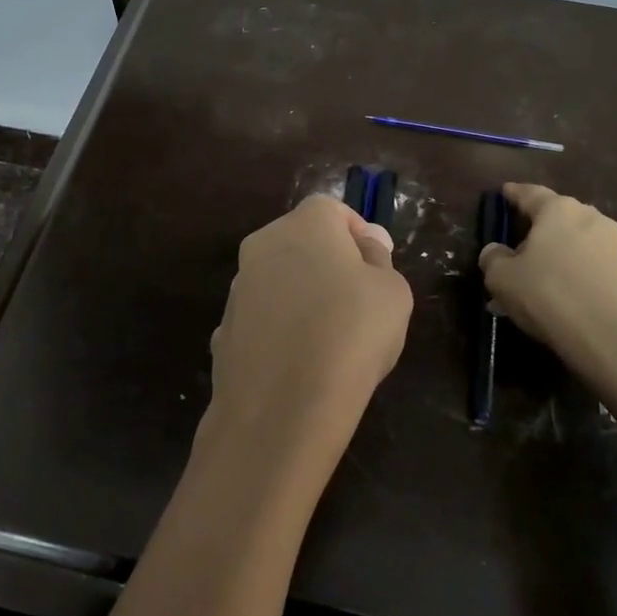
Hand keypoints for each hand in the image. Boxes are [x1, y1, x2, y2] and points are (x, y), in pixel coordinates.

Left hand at [202, 195, 411, 492]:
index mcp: (303, 224)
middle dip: (328, 264)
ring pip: (278, 281)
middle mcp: (261, 246)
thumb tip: (367, 243)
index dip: (358, 233)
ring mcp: (237, 289)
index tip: (376, 267)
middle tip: (358, 302)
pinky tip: (298, 365)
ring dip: (300, 297)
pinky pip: (261, 321)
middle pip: (300, 242)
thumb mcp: (392, 292)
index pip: (332, 209)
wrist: (282, 406)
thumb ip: (379, 258)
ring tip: (329, 341)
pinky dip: (279, 332)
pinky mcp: (224, 330)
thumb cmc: (351, 334)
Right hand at [478, 183, 616, 380]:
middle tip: (516, 247)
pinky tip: (556, 294)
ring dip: (554, 254)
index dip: (513, 193)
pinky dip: (571, 271)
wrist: (609, 335)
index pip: (529, 193)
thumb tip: (496, 251)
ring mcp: (613, 244)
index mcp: (558, 209)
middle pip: (555, 217)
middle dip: (536, 229)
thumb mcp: (501, 277)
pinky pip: (588, 263)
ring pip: (573, 242)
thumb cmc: (547, 293)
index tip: (504, 192)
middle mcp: (589, 217)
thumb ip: (492, 257)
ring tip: (534, 278)